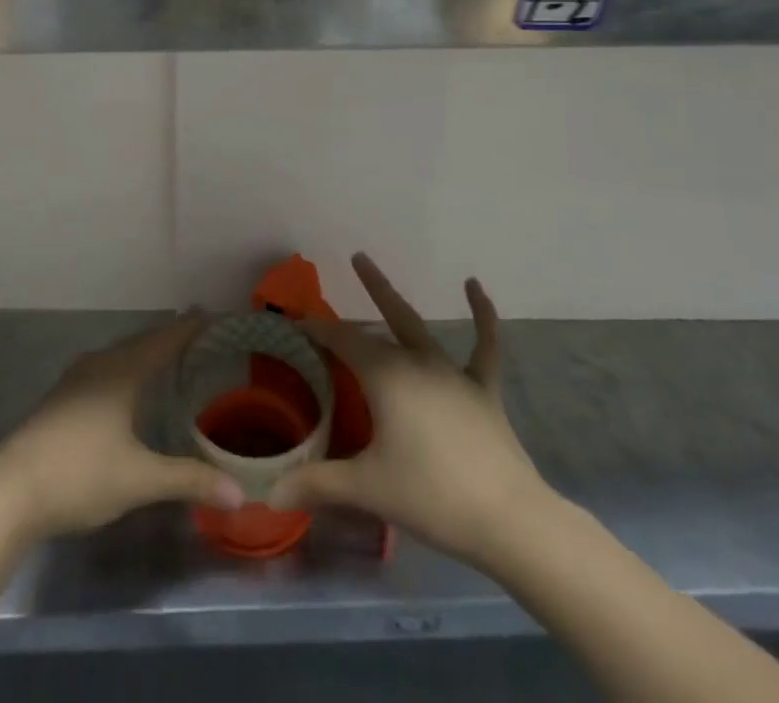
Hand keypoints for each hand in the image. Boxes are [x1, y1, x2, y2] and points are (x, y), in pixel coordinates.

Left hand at [0, 315, 244, 541]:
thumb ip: (188, 480)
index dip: (187, 328)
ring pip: (119, 357)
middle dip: (168, 338)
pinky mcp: (60, 400)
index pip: (163, 341)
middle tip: (195, 333)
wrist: (9, 492)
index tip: (210, 313)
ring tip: (165, 357)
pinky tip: (125, 389)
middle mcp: (98, 365)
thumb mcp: (139, 480)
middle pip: (141, 344)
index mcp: (121, 372)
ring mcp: (75, 381)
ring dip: (144, 354)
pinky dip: (125, 370)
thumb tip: (239, 493)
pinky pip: (104, 371)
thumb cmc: (80, 475)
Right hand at [267, 253, 552, 568]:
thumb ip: (317, 484)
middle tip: (354, 258)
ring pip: (418, 326)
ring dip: (395, 299)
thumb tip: (270, 494)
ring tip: (376, 267)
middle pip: (383, 321)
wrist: (508, 519)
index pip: (342, 341)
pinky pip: (484, 345)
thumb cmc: (431, 496)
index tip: (297, 322)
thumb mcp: (367, 489)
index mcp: (385, 376)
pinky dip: (482, 314)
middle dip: (366, 290)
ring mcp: (453, 373)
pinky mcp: (483, 390)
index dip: (318, 330)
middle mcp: (416, 362)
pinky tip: (474, 285)